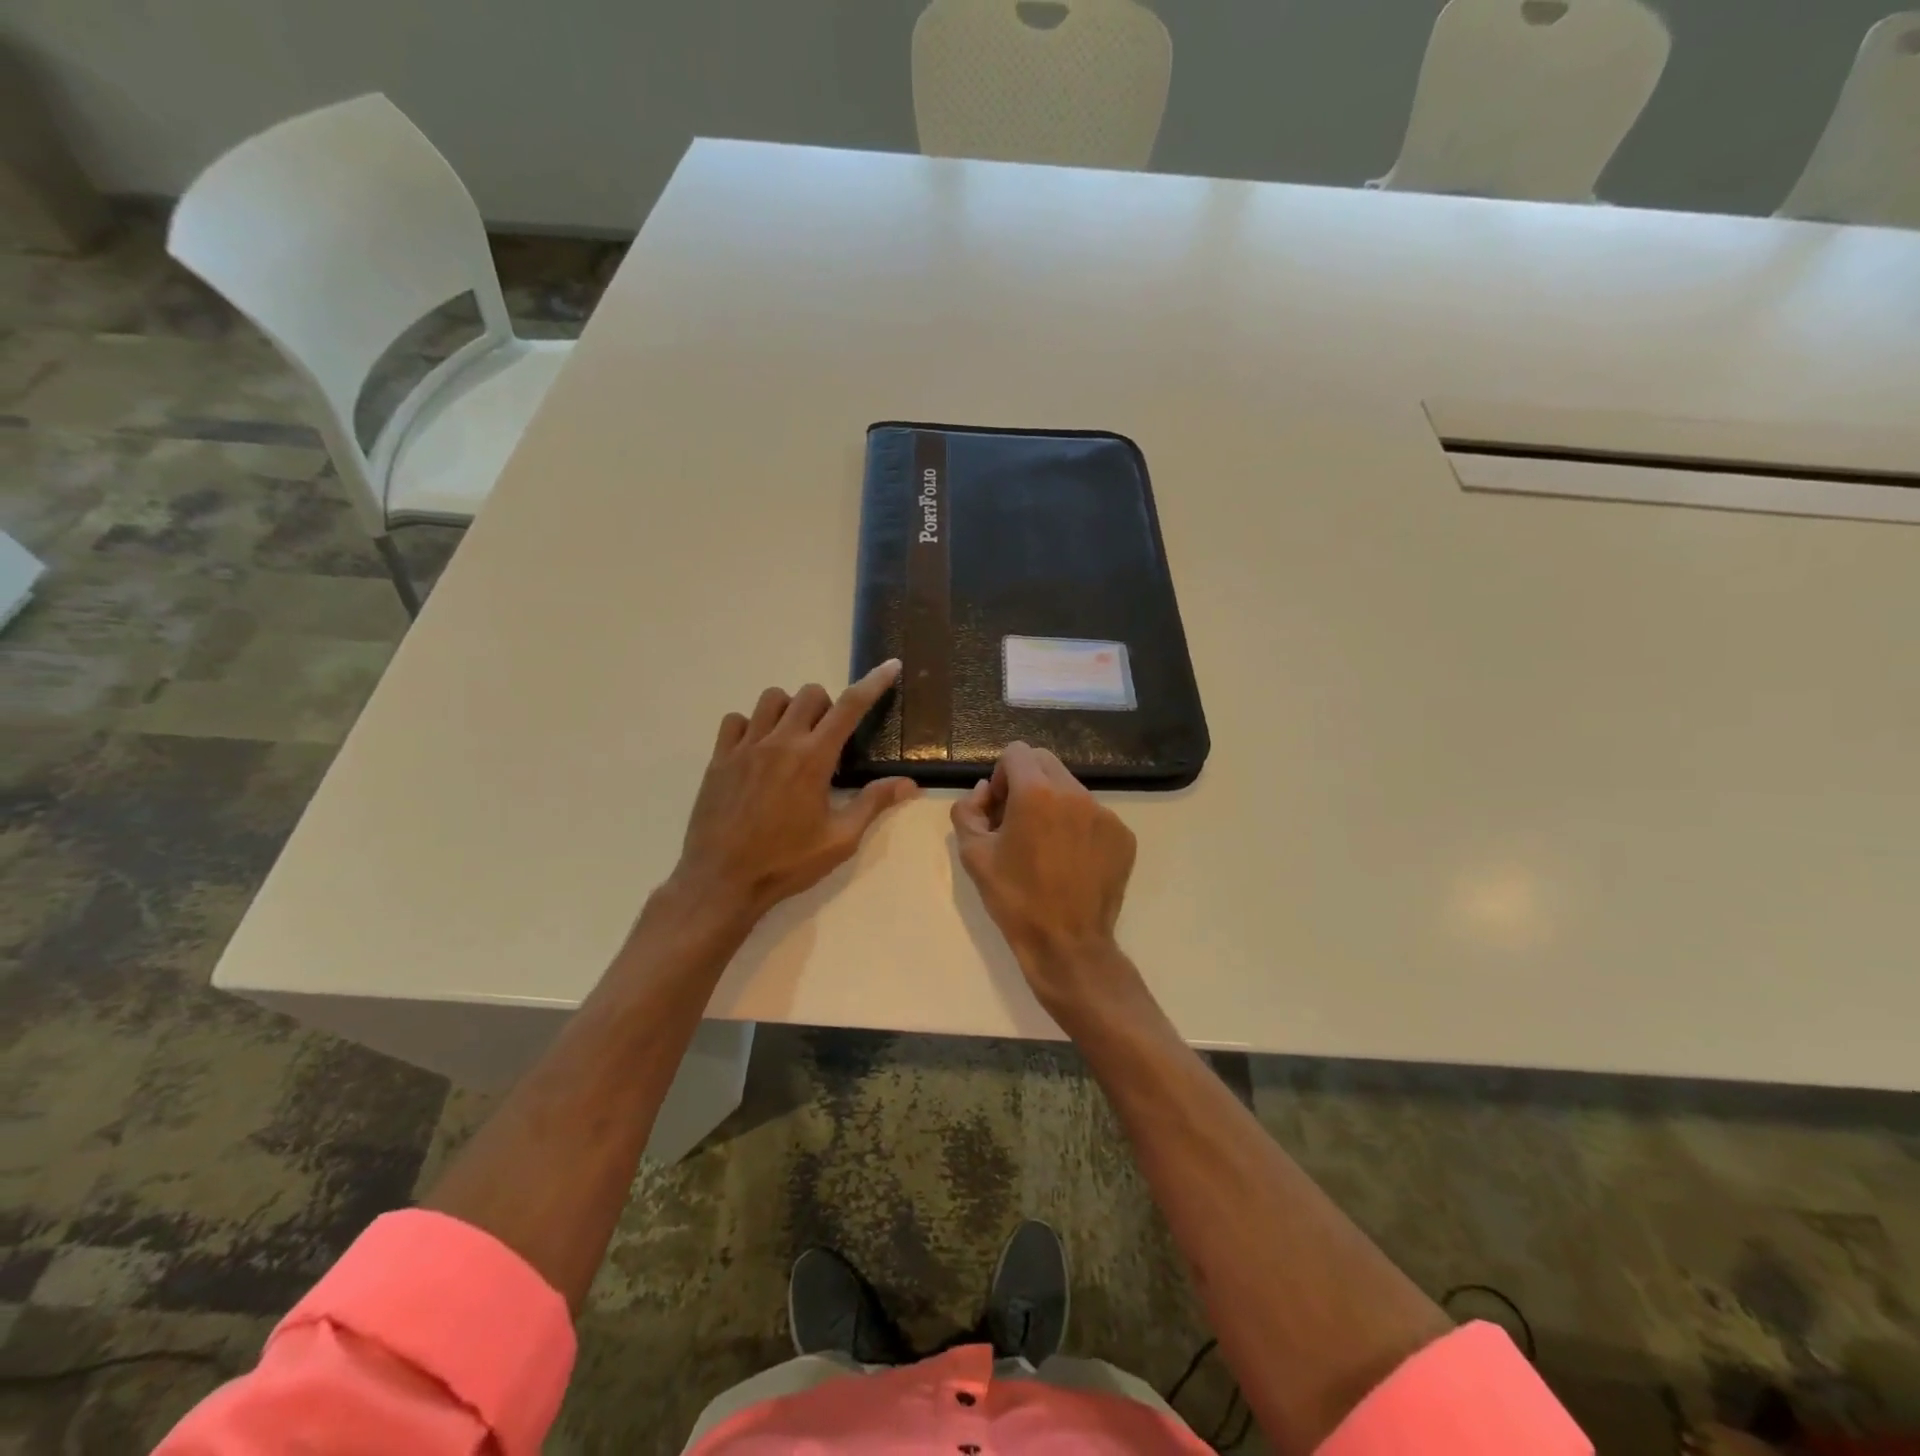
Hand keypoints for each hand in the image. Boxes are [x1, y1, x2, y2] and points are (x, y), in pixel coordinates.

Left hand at [671, 660, 916, 926]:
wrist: (721, 881)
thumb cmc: (786, 862)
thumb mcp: (839, 839)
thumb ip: (873, 804)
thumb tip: (909, 783)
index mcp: (813, 759)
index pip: (850, 707)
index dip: (873, 683)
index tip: (890, 666)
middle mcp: (779, 742)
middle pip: (809, 694)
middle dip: (827, 706)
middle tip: (830, 739)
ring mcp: (745, 747)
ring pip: (771, 699)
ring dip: (790, 709)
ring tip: (793, 739)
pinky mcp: (719, 759)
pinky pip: (735, 720)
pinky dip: (752, 725)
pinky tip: (758, 750)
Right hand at [951, 742, 1137, 1008]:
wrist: (1067, 943)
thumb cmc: (1014, 898)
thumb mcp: (972, 854)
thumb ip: (968, 810)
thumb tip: (984, 792)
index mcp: (1036, 792)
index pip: (1016, 752)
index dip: (1001, 776)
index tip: (999, 809)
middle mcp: (1075, 793)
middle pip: (1045, 763)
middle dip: (1026, 782)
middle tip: (1017, 822)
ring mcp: (1104, 814)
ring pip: (1071, 788)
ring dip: (1053, 804)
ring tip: (1045, 846)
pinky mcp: (1123, 836)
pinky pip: (1093, 815)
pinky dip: (1077, 826)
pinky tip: (1069, 861)